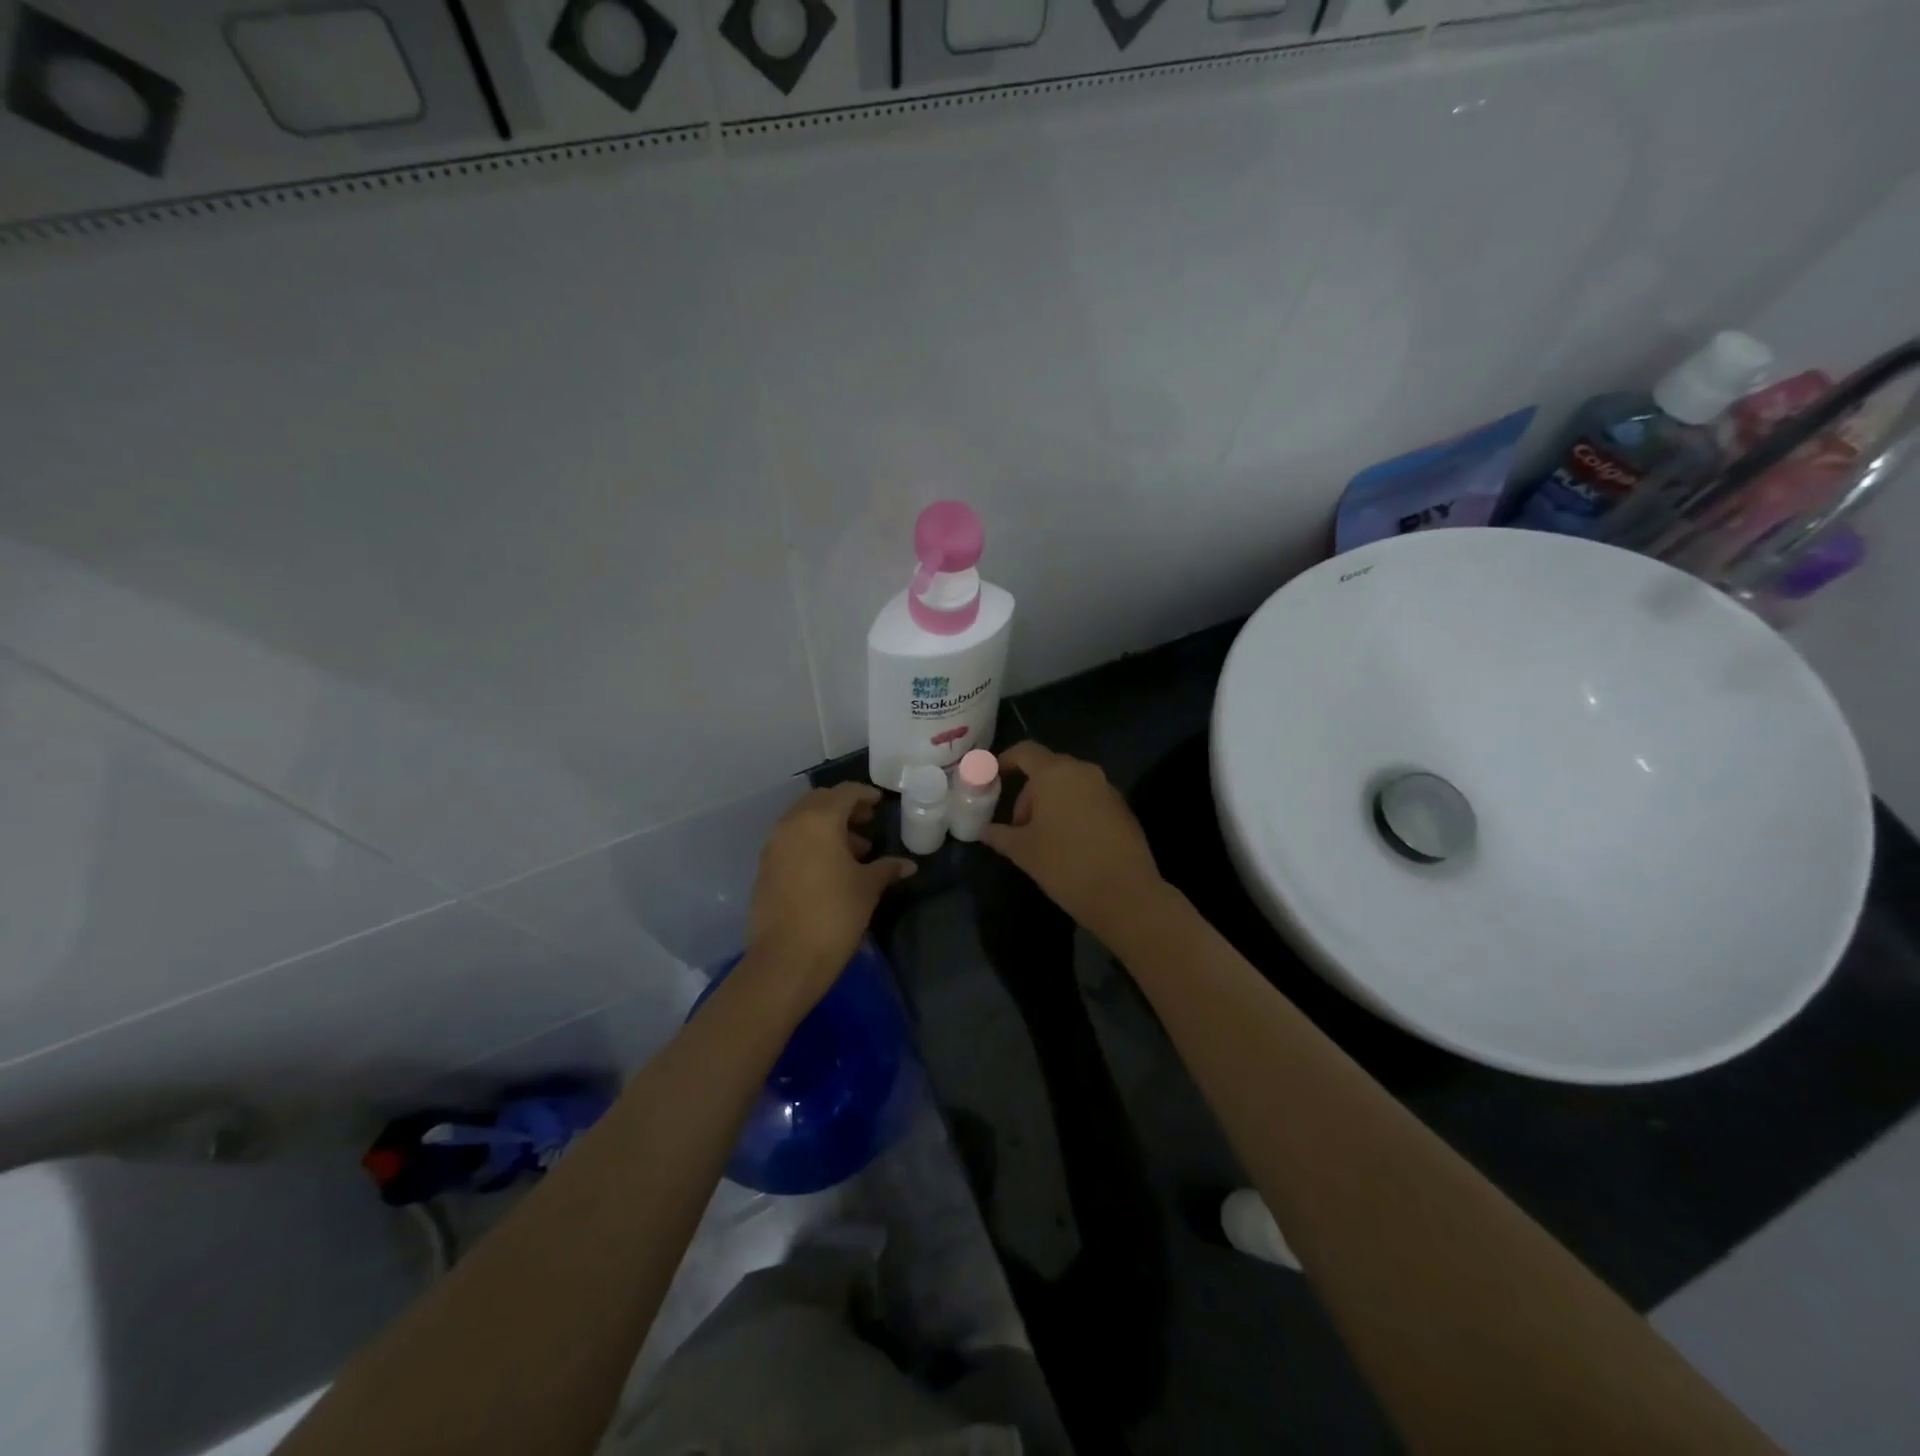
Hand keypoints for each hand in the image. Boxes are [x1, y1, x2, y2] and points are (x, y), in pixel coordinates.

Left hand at [744, 783, 915, 1011]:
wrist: (786, 959)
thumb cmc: (834, 914)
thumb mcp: (867, 888)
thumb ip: (886, 868)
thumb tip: (908, 865)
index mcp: (818, 820)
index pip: (844, 793)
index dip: (864, 795)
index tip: (880, 803)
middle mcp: (791, 824)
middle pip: (819, 802)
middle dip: (844, 808)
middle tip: (867, 822)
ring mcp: (773, 846)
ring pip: (803, 821)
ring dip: (827, 827)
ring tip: (854, 851)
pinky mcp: (765, 868)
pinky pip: (791, 842)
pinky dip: (811, 843)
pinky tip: (830, 868)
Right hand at [980, 742, 1166, 941]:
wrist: (1126, 894)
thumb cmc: (1065, 865)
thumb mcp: (1023, 852)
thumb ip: (1000, 835)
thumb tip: (984, 830)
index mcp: (1055, 774)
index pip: (1026, 751)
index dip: (1006, 760)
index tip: (993, 778)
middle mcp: (1084, 772)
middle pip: (1049, 769)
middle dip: (1029, 792)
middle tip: (1019, 825)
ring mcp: (1108, 789)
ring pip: (1071, 785)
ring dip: (1052, 802)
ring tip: (1043, 838)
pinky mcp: (1123, 809)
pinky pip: (1090, 799)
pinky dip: (1074, 811)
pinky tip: (1071, 844)